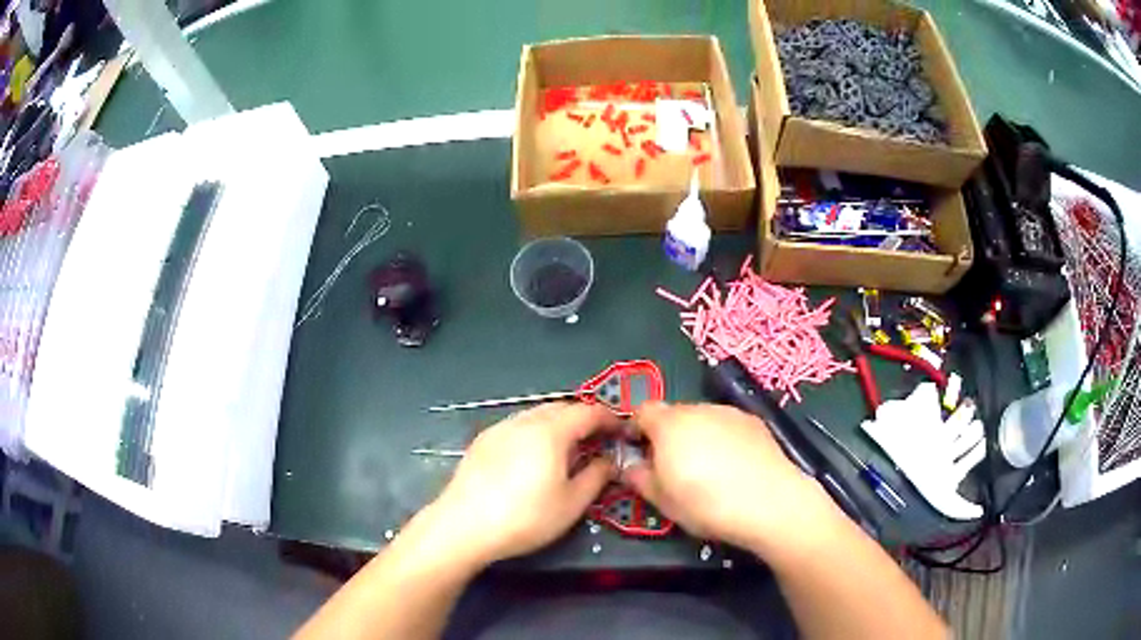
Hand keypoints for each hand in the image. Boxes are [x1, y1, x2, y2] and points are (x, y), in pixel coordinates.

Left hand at [420, 402, 618, 566]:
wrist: (464, 525)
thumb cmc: (526, 517)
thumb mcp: (572, 504)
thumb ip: (597, 476)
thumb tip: (609, 460)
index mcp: (551, 431)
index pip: (589, 412)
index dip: (609, 419)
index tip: (621, 433)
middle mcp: (525, 420)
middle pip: (562, 408)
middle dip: (584, 420)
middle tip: (597, 442)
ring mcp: (500, 428)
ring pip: (537, 415)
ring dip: (558, 425)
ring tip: (567, 451)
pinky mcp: (482, 441)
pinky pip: (518, 426)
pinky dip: (535, 433)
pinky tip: (533, 458)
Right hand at [623, 403, 837, 555]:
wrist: (770, 502)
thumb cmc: (706, 504)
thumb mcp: (661, 500)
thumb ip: (638, 477)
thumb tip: (629, 466)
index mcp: (669, 425)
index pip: (642, 411)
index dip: (636, 430)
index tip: (638, 453)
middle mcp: (699, 409)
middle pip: (674, 415)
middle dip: (667, 436)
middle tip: (673, 469)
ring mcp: (730, 413)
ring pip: (702, 420)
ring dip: (697, 436)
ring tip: (708, 470)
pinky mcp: (754, 422)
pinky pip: (727, 426)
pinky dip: (723, 439)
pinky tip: (734, 467)